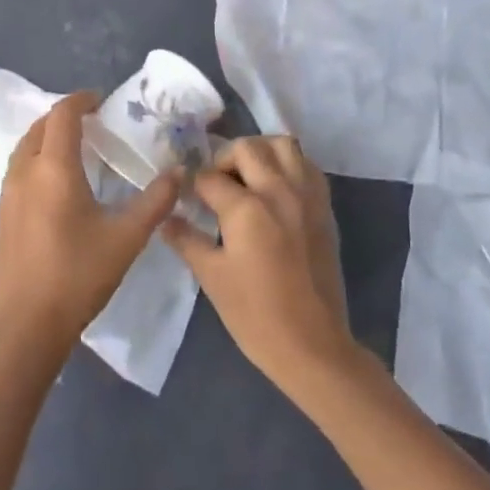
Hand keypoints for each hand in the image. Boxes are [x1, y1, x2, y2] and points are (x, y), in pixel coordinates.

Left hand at [0, 92, 178, 348]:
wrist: (27, 325)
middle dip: (63, 117)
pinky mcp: (1, 217)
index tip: (101, 100)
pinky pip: (17, 171)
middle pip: (39, 127)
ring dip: (46, 138)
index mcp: (54, 169)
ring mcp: (7, 195)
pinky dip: (36, 160)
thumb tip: (179, 173)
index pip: (62, 116)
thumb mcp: (126, 238)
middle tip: (92, 122)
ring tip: (74, 148)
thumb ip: (155, 202)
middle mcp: (24, 173)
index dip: (81, 100)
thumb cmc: (79, 275)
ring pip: (24, 149)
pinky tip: (55, 184)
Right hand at [162, 136, 357, 401]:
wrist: (312, 345)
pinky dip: (288, 165)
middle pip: (247, 147)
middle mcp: (279, 191)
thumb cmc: (255, 315)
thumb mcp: (211, 277)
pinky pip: (307, 165)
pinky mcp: (324, 207)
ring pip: (283, 145)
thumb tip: (165, 218)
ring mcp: (306, 196)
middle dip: (224, 159)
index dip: (192, 184)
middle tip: (216, 184)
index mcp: (246, 209)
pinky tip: (275, 190)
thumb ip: (186, 240)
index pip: (209, 177)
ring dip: (260, 152)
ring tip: (247, 178)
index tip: (186, 196)